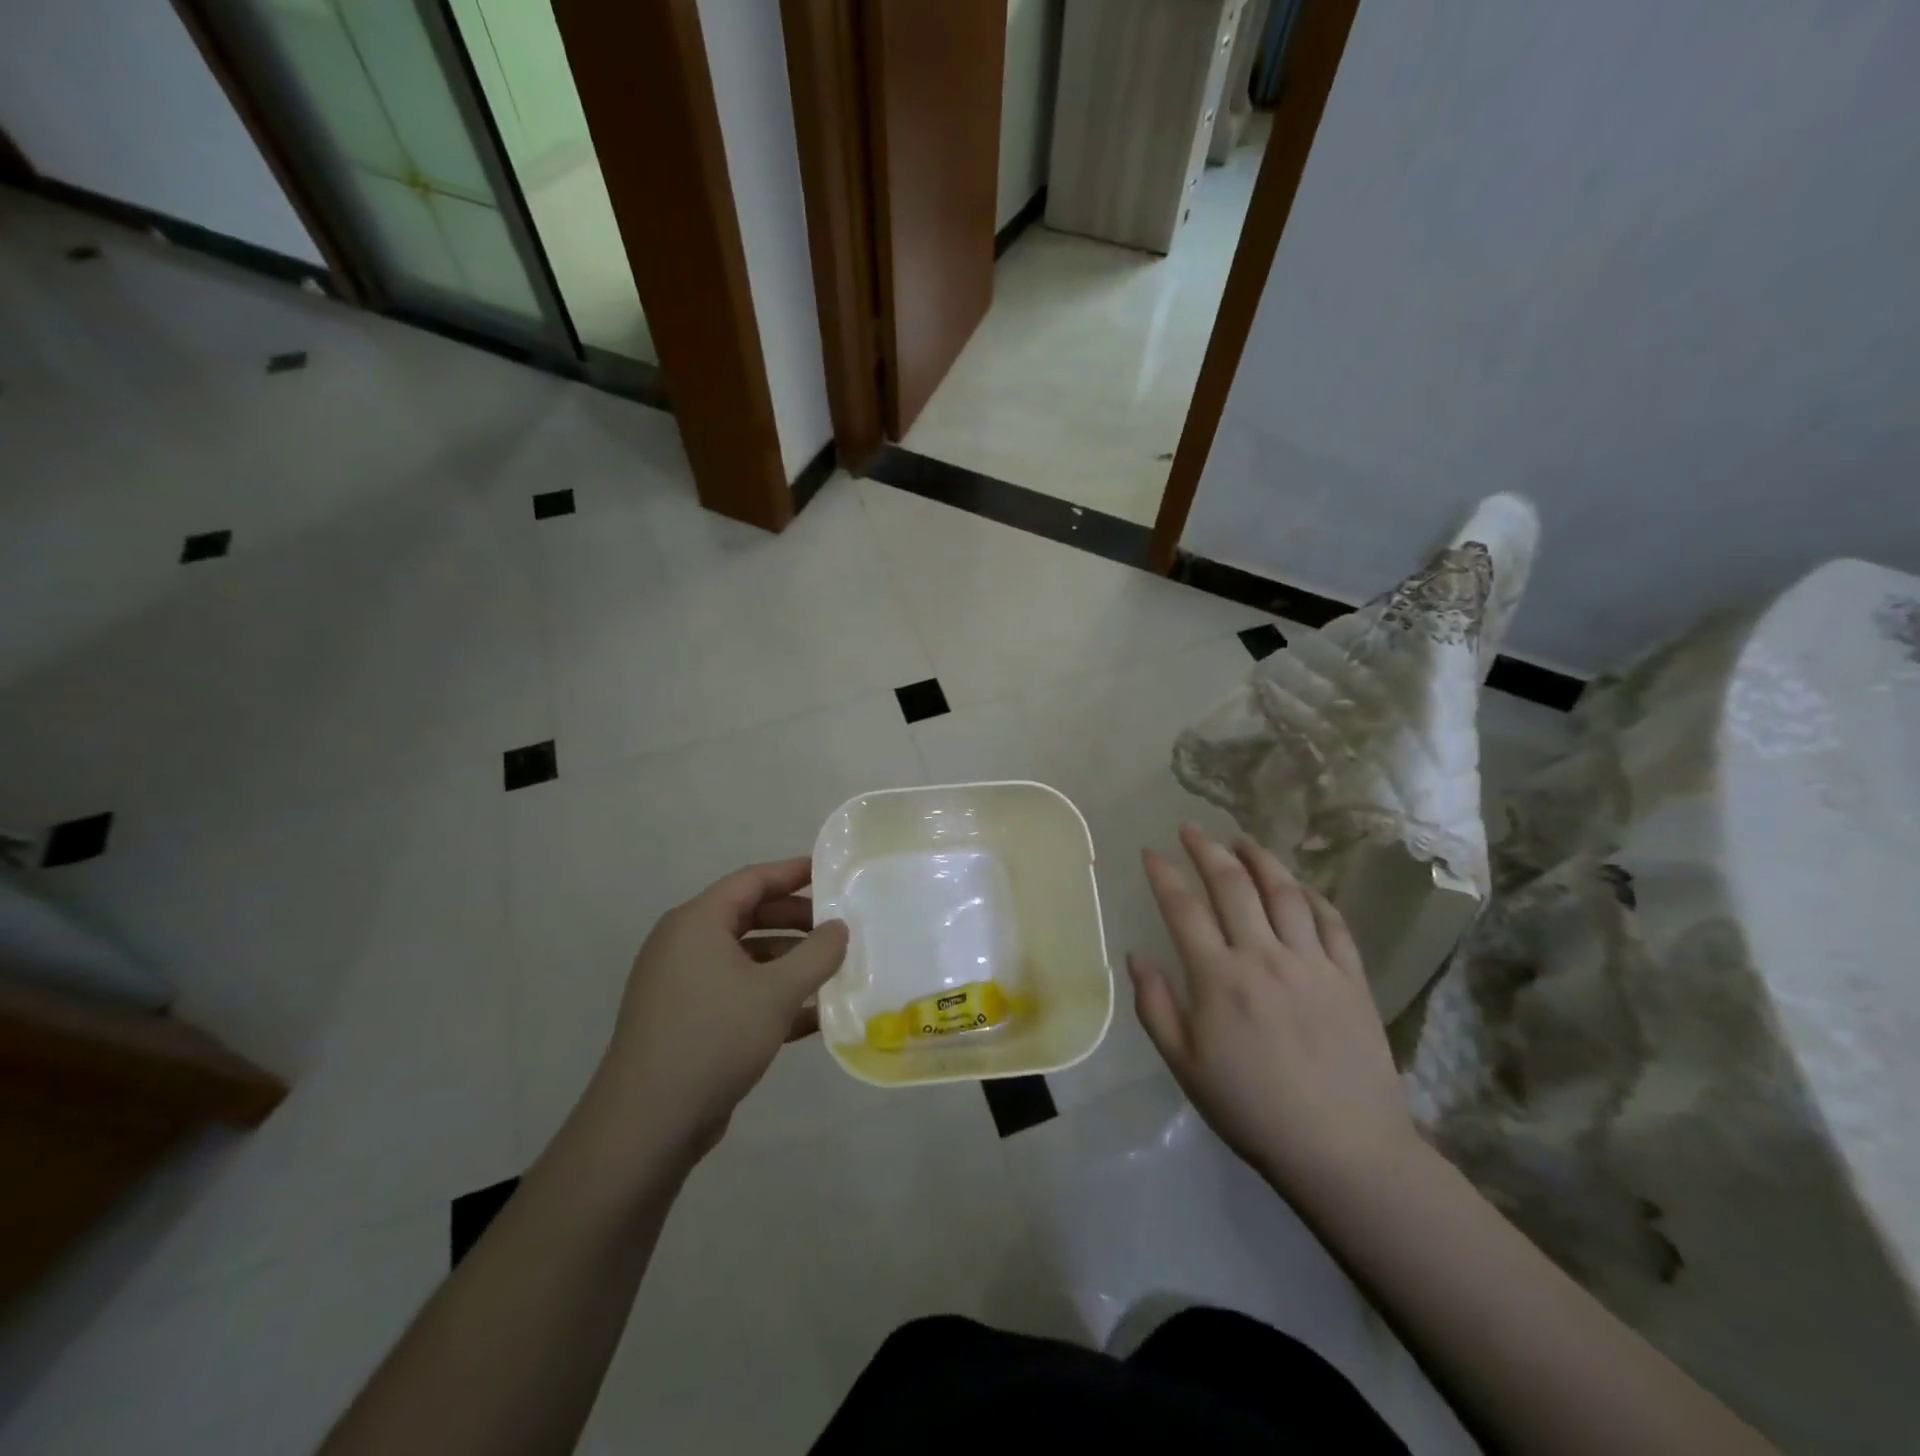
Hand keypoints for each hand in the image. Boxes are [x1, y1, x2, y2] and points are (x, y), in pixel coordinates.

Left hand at [594, 857, 848, 1158]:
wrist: (647, 1123)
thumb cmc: (714, 1037)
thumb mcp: (776, 992)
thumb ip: (817, 954)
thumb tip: (839, 928)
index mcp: (697, 922)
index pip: (751, 880)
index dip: (793, 873)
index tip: (830, 872)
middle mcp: (684, 945)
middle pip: (748, 916)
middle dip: (795, 921)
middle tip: (837, 927)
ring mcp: (682, 984)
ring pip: (744, 958)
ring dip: (787, 962)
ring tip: (831, 972)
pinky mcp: (685, 1021)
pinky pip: (736, 992)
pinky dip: (770, 996)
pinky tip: (811, 1016)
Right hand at [1129, 825, 1418, 1203]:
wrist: (1344, 1150)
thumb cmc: (1252, 1110)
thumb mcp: (1185, 1067)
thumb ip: (1156, 1007)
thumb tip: (1137, 956)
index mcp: (1219, 979)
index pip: (1184, 909)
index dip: (1164, 875)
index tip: (1151, 852)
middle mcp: (1264, 957)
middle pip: (1233, 885)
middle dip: (1206, 850)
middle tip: (1191, 829)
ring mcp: (1312, 963)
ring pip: (1284, 892)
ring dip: (1259, 858)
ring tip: (1241, 839)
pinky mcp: (1350, 977)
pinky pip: (1331, 920)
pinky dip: (1310, 894)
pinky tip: (1297, 884)